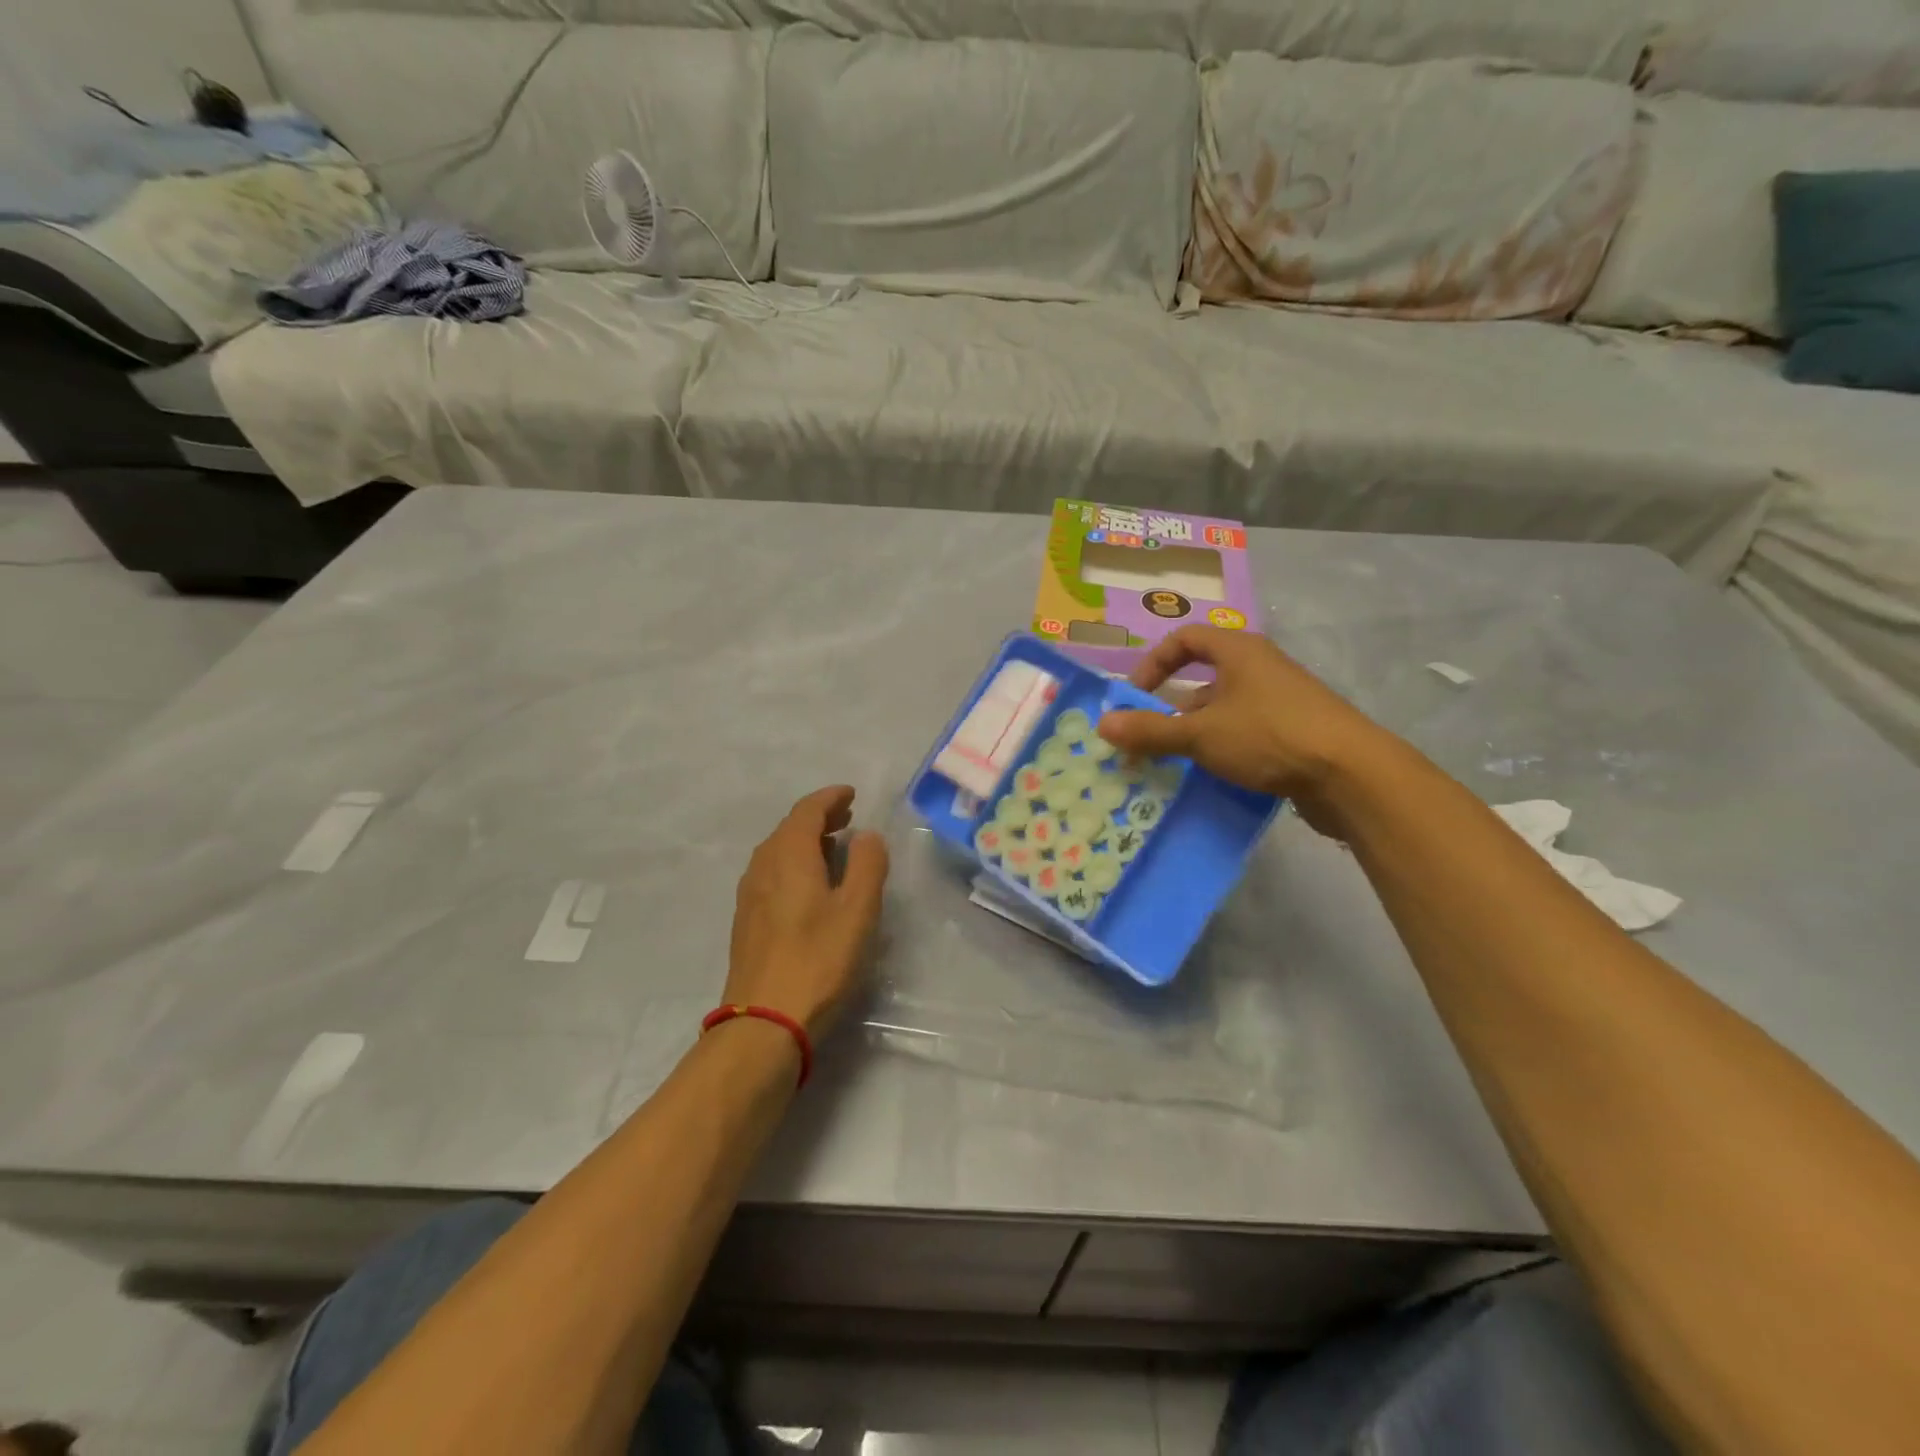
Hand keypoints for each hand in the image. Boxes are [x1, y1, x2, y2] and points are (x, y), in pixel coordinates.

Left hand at [725, 785, 889, 1039]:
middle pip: (790, 828)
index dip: (830, 798)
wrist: (764, 1021)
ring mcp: (750, 894)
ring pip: (778, 851)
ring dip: (806, 841)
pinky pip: (772, 873)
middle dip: (819, 817)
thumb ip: (868, 865)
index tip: (851, 794)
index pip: (807, 810)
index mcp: (789, 855)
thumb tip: (866, 835)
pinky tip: (810, 885)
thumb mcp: (858, 910)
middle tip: (847, 817)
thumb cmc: (818, 959)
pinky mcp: (747, 920)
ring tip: (835, 848)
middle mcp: (763, 865)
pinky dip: (794, 864)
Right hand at [1097, 626, 1394, 833]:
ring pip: (1223, 711)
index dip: (1153, 663)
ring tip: (1172, 765)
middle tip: (1147, 739)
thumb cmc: (1269, 736)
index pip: (1185, 639)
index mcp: (1238, 652)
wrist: (1351, 774)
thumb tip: (1103, 725)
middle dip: (1170, 709)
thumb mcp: (1201, 734)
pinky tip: (1210, 778)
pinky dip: (1221, 750)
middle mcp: (1260, 668)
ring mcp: (1280, 701)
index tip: (1135, 696)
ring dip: (1194, 733)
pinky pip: (1245, 733)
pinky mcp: (1294, 732)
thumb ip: (1150, 730)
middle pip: (1202, 679)